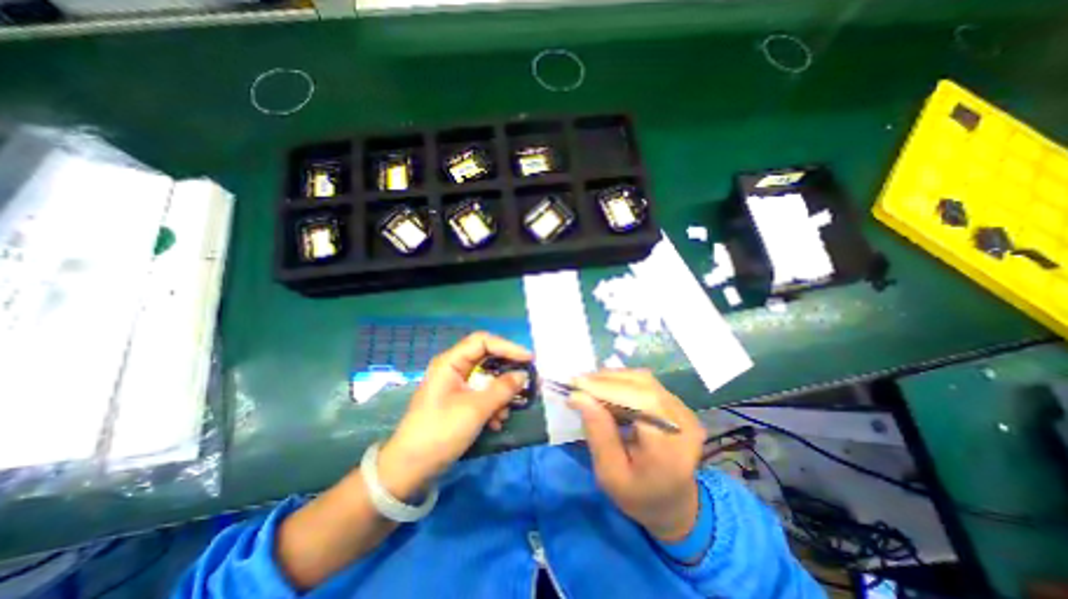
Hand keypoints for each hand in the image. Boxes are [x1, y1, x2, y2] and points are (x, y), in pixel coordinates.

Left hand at [378, 333, 531, 500]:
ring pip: (486, 379)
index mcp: (450, 363)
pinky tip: (496, 422)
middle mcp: (453, 369)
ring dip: (500, 394)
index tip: (528, 359)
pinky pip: (481, 394)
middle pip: (486, 359)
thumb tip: (523, 375)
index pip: (483, 341)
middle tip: (525, 381)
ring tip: (505, 413)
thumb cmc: (440, 432)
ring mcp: (455, 385)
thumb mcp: (475, 409)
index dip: (507, 347)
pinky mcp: (458, 401)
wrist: (410, 469)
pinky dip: (492, 405)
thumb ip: (502, 389)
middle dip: (506, 372)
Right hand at [566, 371, 706, 541]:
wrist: (673, 503)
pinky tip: (604, 389)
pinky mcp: (677, 404)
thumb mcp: (610, 474)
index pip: (641, 403)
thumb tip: (579, 396)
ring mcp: (683, 410)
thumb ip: (598, 434)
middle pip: (642, 385)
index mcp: (670, 448)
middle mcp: (683, 422)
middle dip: (605, 381)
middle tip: (576, 383)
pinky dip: (621, 382)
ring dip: (611, 379)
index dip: (607, 388)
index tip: (575, 385)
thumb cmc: (638, 496)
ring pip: (643, 380)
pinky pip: (646, 383)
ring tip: (587, 385)